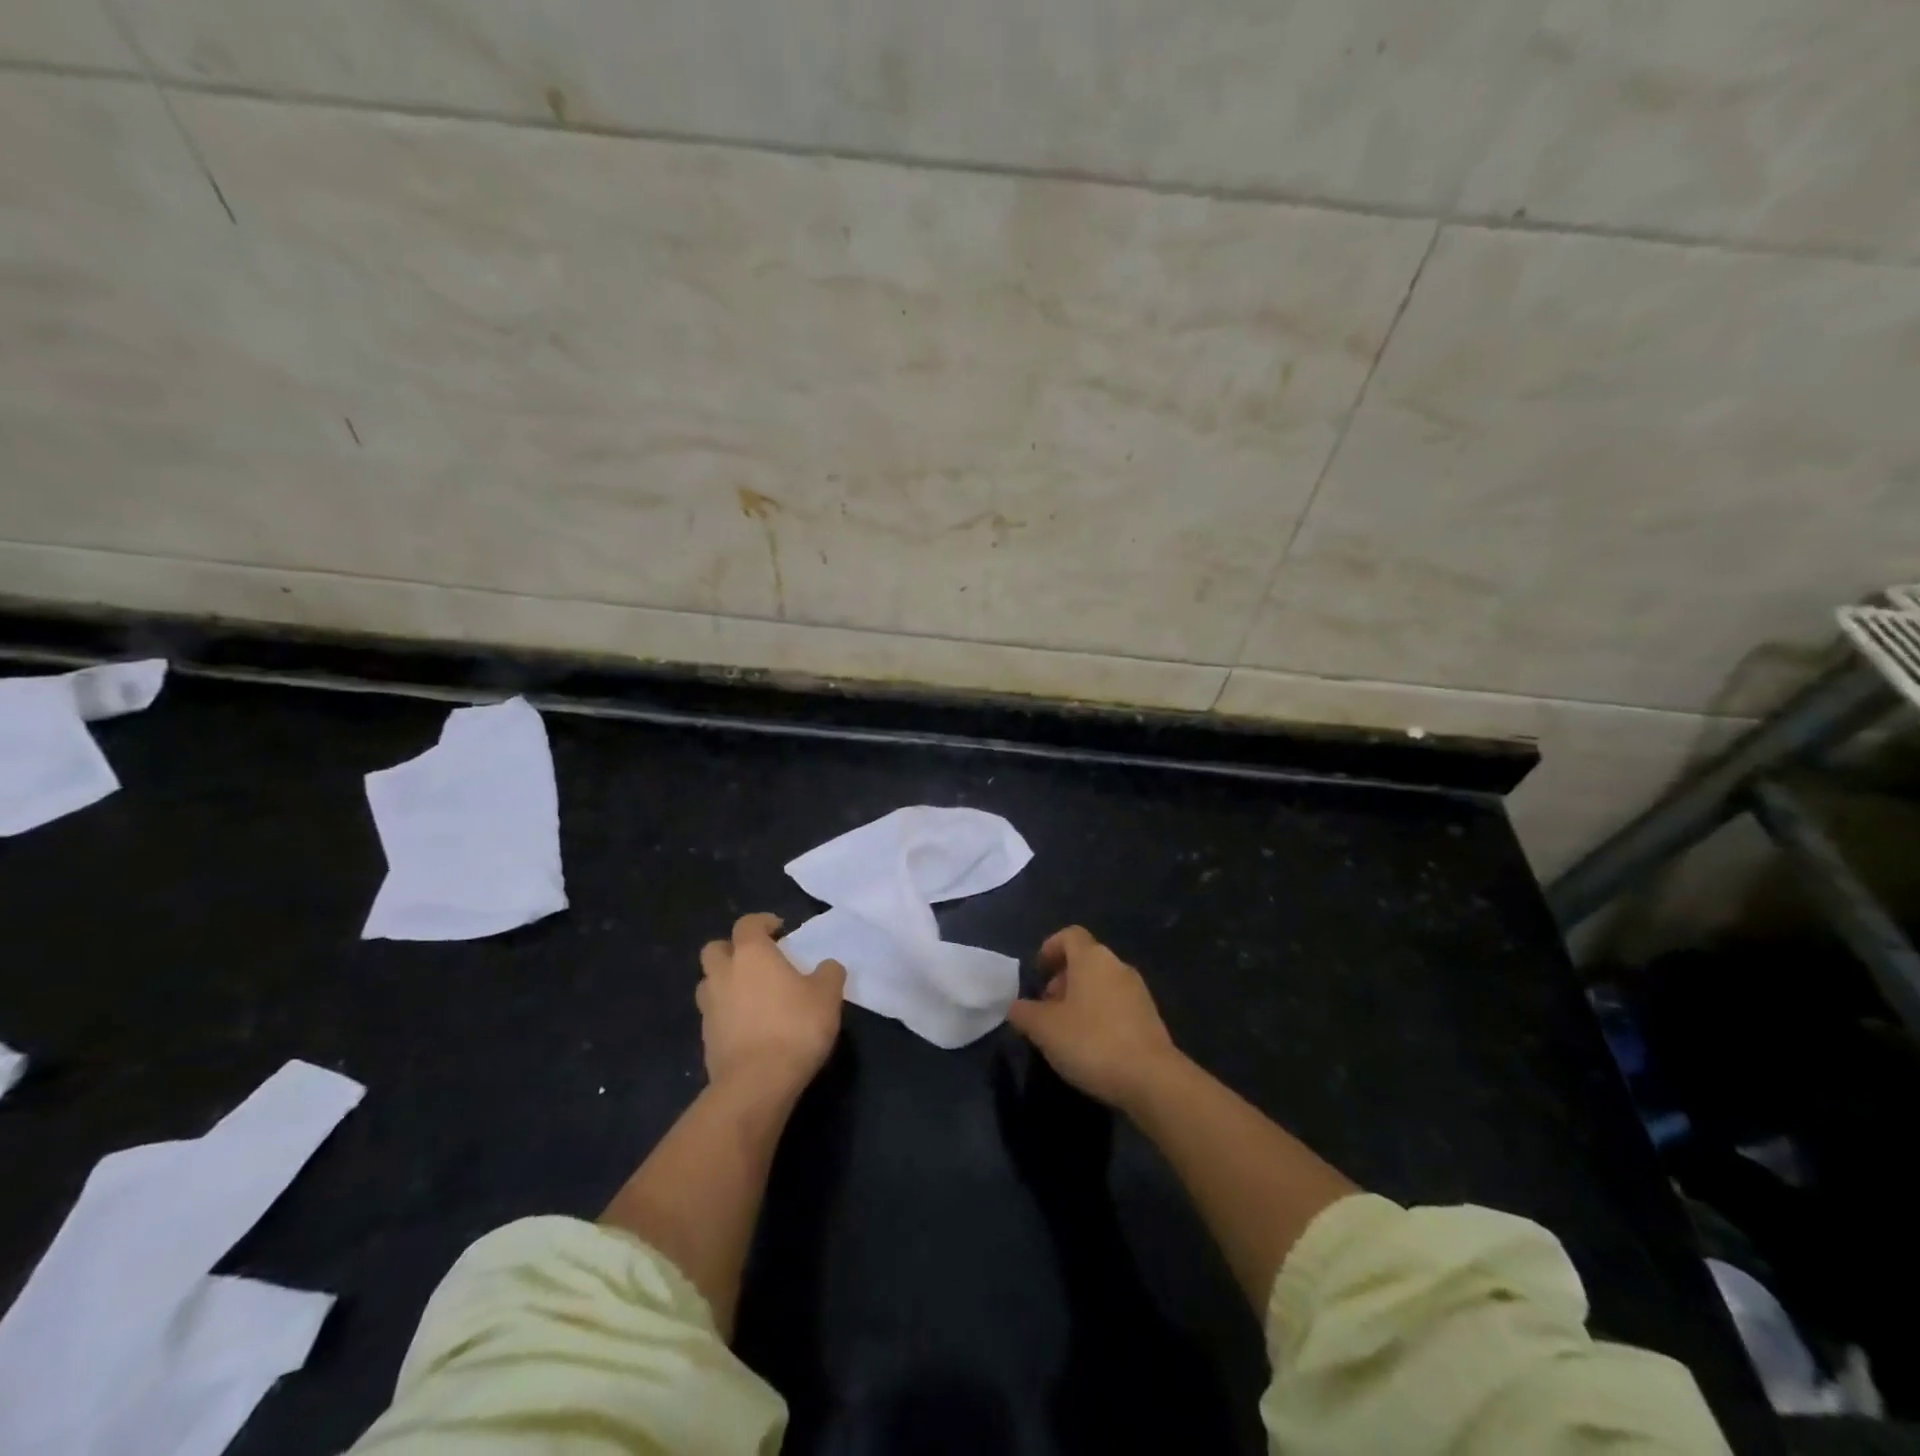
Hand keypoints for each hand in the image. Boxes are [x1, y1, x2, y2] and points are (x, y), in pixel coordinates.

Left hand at [697, 913, 845, 1095]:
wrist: (757, 1083)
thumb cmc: (794, 1027)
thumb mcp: (827, 995)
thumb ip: (829, 973)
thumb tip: (827, 967)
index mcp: (751, 954)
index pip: (747, 924)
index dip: (762, 922)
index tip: (779, 930)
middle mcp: (724, 974)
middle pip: (715, 949)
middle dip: (732, 949)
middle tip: (757, 961)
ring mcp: (710, 1007)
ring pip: (708, 982)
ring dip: (725, 982)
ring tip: (750, 994)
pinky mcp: (705, 1039)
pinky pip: (713, 1014)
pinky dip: (727, 1014)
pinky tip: (748, 1026)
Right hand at [1006, 926, 1181, 1111]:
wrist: (1152, 1079)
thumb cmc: (1091, 1042)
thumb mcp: (1044, 1029)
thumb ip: (1024, 1013)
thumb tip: (1016, 1006)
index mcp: (1092, 958)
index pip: (1070, 935)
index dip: (1050, 948)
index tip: (1038, 972)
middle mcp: (1117, 966)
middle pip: (1085, 960)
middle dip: (1063, 979)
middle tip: (1046, 1008)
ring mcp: (1138, 991)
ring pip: (1102, 983)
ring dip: (1081, 999)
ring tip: (1066, 1031)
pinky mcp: (1150, 1017)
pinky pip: (1117, 1005)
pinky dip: (1100, 1015)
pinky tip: (1091, 1046)